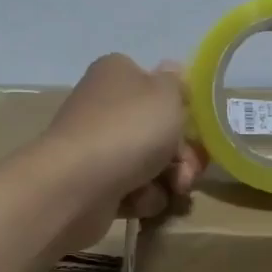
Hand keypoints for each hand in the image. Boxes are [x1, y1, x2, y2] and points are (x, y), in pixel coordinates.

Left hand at [41, 54, 206, 249]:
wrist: (76, 185)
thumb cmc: (128, 129)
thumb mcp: (166, 94)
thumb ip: (176, 82)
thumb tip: (172, 69)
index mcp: (117, 73)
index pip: (155, 84)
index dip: (179, 107)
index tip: (194, 126)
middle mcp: (102, 105)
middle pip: (156, 128)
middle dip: (181, 153)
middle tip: (188, 170)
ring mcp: (95, 146)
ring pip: (148, 162)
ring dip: (166, 178)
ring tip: (170, 190)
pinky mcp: (91, 183)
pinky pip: (130, 189)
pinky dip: (141, 197)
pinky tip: (139, 201)